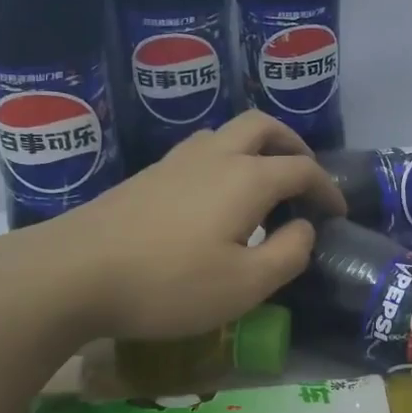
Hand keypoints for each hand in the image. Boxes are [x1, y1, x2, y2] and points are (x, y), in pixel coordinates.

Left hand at [38, 111, 345, 339]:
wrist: (72, 273)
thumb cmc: (169, 283)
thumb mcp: (245, 285)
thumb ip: (289, 254)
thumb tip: (304, 229)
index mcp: (247, 178)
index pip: (302, 168)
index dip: (327, 188)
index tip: (338, 213)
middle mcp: (214, 156)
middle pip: (263, 127)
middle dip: (293, 146)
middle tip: (304, 179)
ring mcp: (175, 161)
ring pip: (227, 134)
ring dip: (256, 150)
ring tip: (262, 189)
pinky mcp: (147, 176)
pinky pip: (201, 152)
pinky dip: (226, 163)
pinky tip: (215, 202)